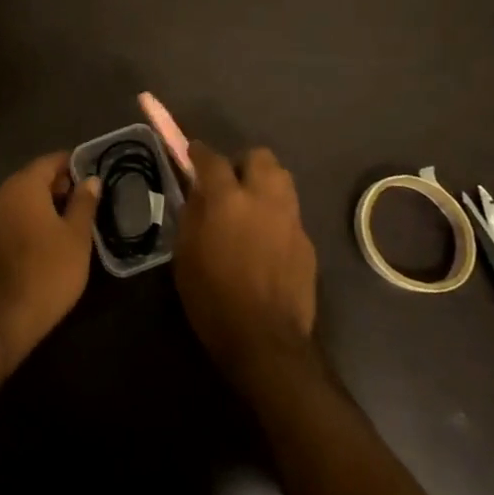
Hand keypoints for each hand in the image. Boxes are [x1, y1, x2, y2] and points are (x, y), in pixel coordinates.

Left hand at [0, 152, 101, 361]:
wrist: (0, 319)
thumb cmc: (47, 271)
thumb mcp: (76, 236)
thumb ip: (84, 203)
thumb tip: (90, 179)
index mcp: (23, 185)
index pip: (50, 161)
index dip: (73, 164)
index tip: (92, 175)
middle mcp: (0, 193)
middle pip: (33, 178)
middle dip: (59, 185)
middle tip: (86, 201)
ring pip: (21, 199)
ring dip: (44, 204)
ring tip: (71, 222)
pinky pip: (11, 218)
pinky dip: (29, 220)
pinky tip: (48, 239)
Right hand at [175, 142, 317, 382]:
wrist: (266, 342)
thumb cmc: (213, 300)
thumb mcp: (185, 255)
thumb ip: (192, 215)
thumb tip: (198, 193)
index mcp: (228, 200)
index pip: (212, 159)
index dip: (200, 152)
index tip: (193, 153)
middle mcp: (264, 199)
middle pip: (260, 157)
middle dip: (243, 163)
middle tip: (230, 183)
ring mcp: (291, 219)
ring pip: (282, 179)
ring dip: (265, 183)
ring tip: (251, 205)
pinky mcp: (307, 242)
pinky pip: (291, 213)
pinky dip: (277, 216)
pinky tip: (266, 240)